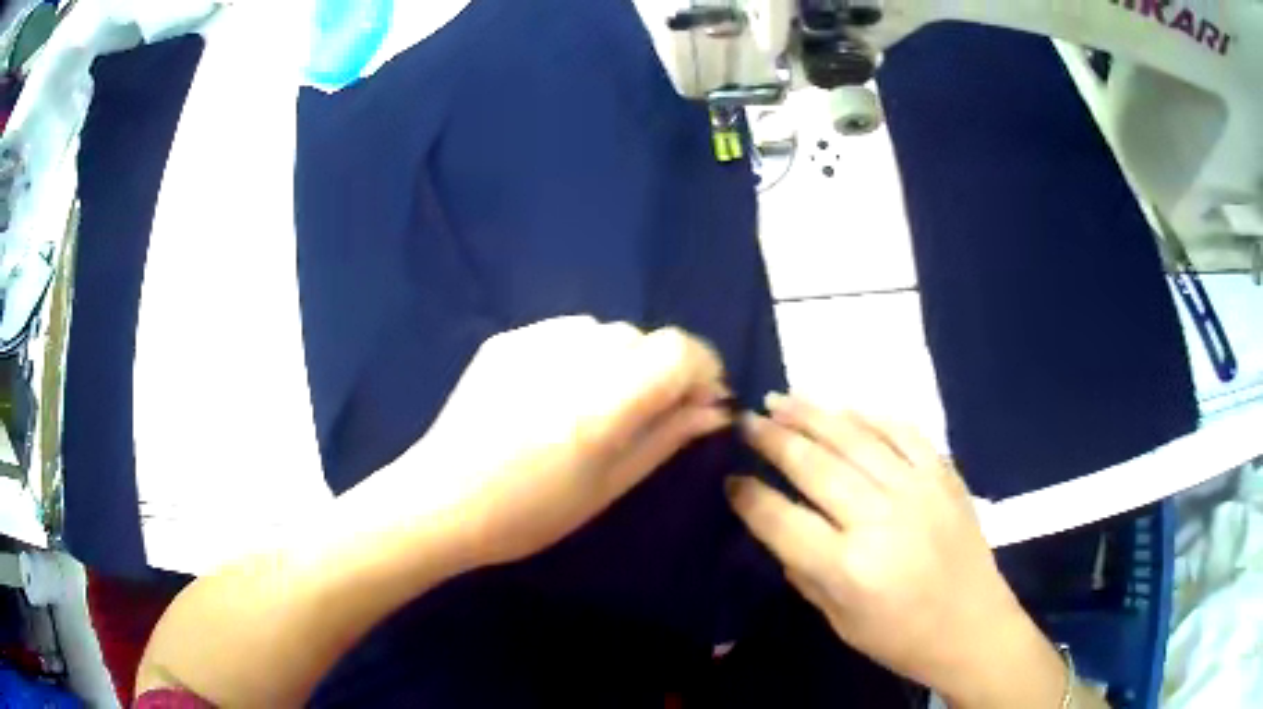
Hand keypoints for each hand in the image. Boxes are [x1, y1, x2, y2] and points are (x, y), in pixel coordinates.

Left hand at [402, 316, 731, 568]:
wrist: (440, 502)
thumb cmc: (529, 515)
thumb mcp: (608, 487)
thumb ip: (666, 438)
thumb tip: (714, 409)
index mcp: (601, 406)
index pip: (678, 350)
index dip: (703, 366)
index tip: (702, 398)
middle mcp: (570, 360)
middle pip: (643, 338)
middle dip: (660, 370)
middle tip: (647, 411)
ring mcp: (531, 344)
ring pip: (605, 331)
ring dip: (619, 360)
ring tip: (596, 401)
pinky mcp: (505, 341)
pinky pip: (564, 331)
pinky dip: (580, 354)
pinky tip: (557, 390)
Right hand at [727, 394, 1061, 705]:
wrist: (973, 626)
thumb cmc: (899, 637)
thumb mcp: (838, 620)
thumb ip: (803, 569)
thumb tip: (777, 523)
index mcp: (848, 568)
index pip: (782, 520)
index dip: (749, 496)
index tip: (729, 478)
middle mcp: (880, 519)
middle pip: (816, 466)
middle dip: (773, 439)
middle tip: (747, 420)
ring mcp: (917, 490)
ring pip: (855, 438)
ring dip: (814, 414)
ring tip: (782, 399)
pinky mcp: (944, 476)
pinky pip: (904, 432)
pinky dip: (871, 415)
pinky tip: (846, 407)